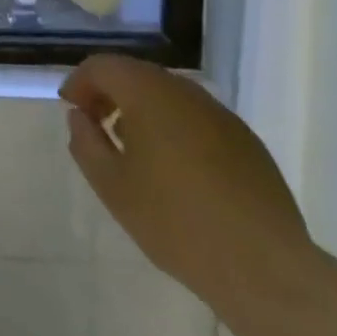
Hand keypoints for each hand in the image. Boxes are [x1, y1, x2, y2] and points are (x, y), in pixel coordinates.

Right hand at [60, 55, 315, 317]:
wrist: (266, 269)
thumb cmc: (176, 222)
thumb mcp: (112, 186)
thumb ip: (86, 142)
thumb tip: (80, 117)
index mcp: (148, 93)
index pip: (103, 66)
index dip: (80, 82)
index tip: (70, 109)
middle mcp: (186, 91)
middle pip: (137, 75)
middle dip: (110, 93)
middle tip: (96, 125)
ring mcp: (222, 115)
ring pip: (169, 96)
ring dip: (143, 110)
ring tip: (134, 150)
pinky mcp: (248, 142)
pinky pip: (197, 119)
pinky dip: (175, 128)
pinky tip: (176, 170)